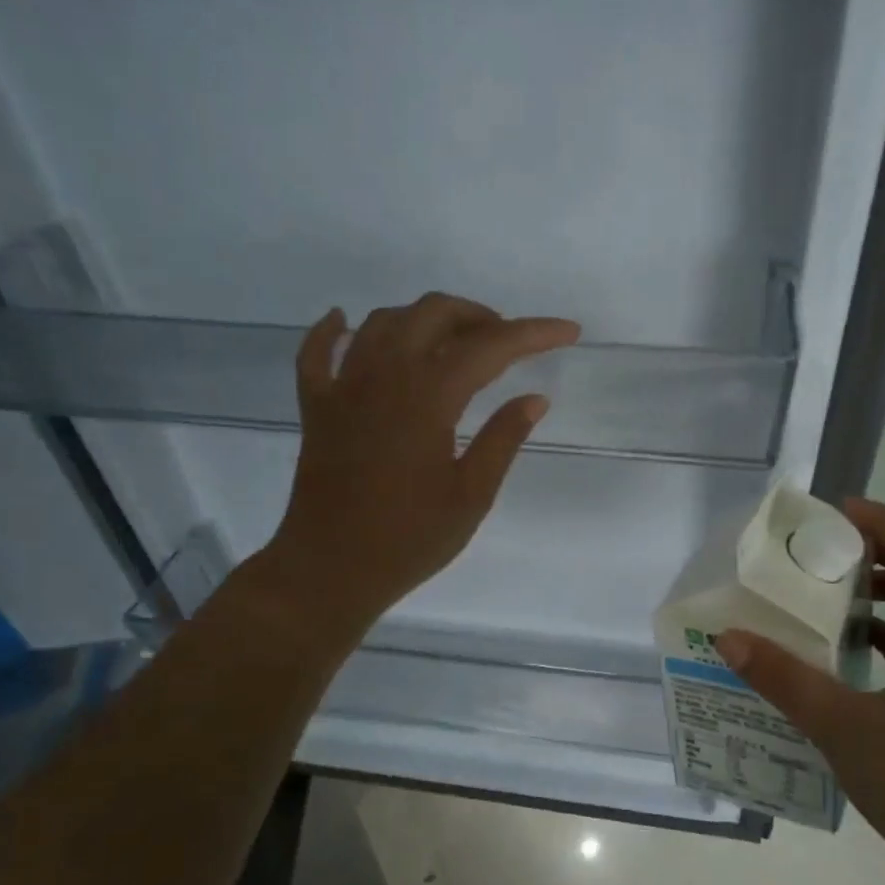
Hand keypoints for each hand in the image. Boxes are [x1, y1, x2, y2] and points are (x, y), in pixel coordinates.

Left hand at [264, 293, 579, 630]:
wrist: (330, 570)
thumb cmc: (409, 539)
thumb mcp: (471, 496)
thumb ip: (503, 439)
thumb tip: (534, 398)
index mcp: (428, 398)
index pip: (489, 347)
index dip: (533, 333)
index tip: (567, 331)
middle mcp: (384, 376)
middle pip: (432, 314)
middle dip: (478, 316)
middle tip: (506, 342)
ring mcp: (343, 388)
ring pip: (382, 322)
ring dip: (422, 318)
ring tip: (451, 341)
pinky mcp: (317, 408)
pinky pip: (317, 353)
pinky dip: (332, 330)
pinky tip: (344, 321)